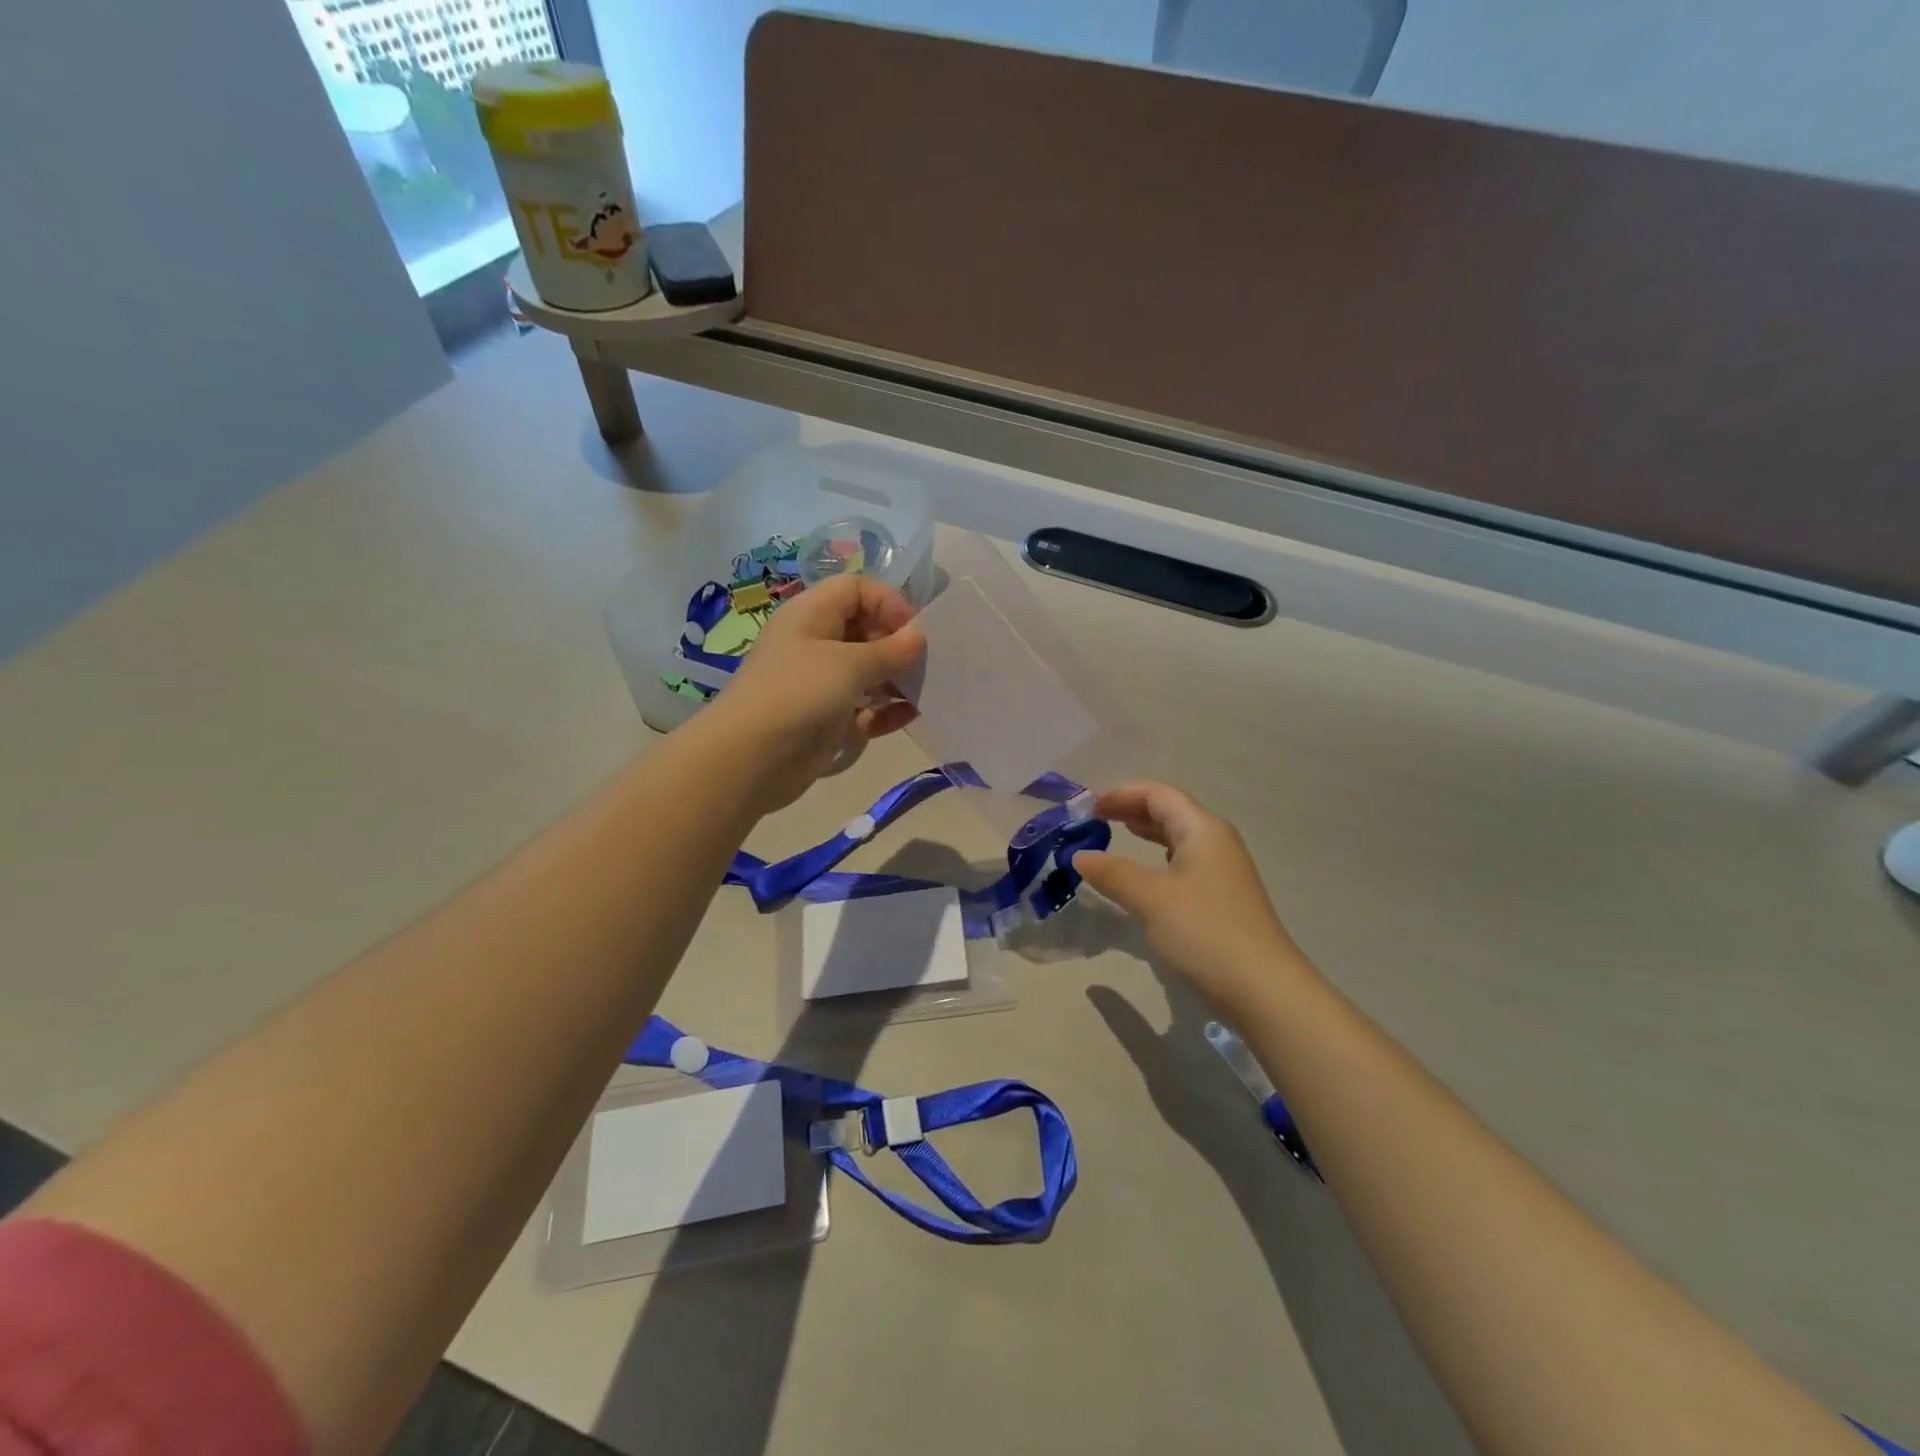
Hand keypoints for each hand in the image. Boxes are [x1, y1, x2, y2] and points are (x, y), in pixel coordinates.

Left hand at [698, 574, 925, 812]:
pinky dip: (885, 711)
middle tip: (926, 664)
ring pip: (866, 673)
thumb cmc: (800, 693)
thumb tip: (919, 636)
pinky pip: (863, 710)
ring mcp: (820, 685)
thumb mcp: (850, 664)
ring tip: (925, 691)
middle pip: (864, 631)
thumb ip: (890, 650)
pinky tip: (911, 716)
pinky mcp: (826, 722)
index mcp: (811, 615)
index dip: (888, 602)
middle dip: (897, 645)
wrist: (750, 758)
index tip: (915, 631)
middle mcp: (814, 644)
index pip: (855, 590)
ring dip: (896, 680)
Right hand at [1073, 782, 1311, 1015]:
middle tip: (1095, 819)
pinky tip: (1143, 877)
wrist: (1263, 990)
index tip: (1088, 807)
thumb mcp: (1150, 898)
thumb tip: (1080, 856)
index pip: (1158, 794)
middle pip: (1170, 811)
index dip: (1121, 794)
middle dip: (1131, 809)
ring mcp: (1222, 872)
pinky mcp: (1222, 899)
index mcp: (1202, 830)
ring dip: (1145, 834)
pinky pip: (1183, 863)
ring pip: (1178, 838)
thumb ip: (1112, 873)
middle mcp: (1216, 842)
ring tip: (1114, 836)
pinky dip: (1157, 860)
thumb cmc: (1204, 933)